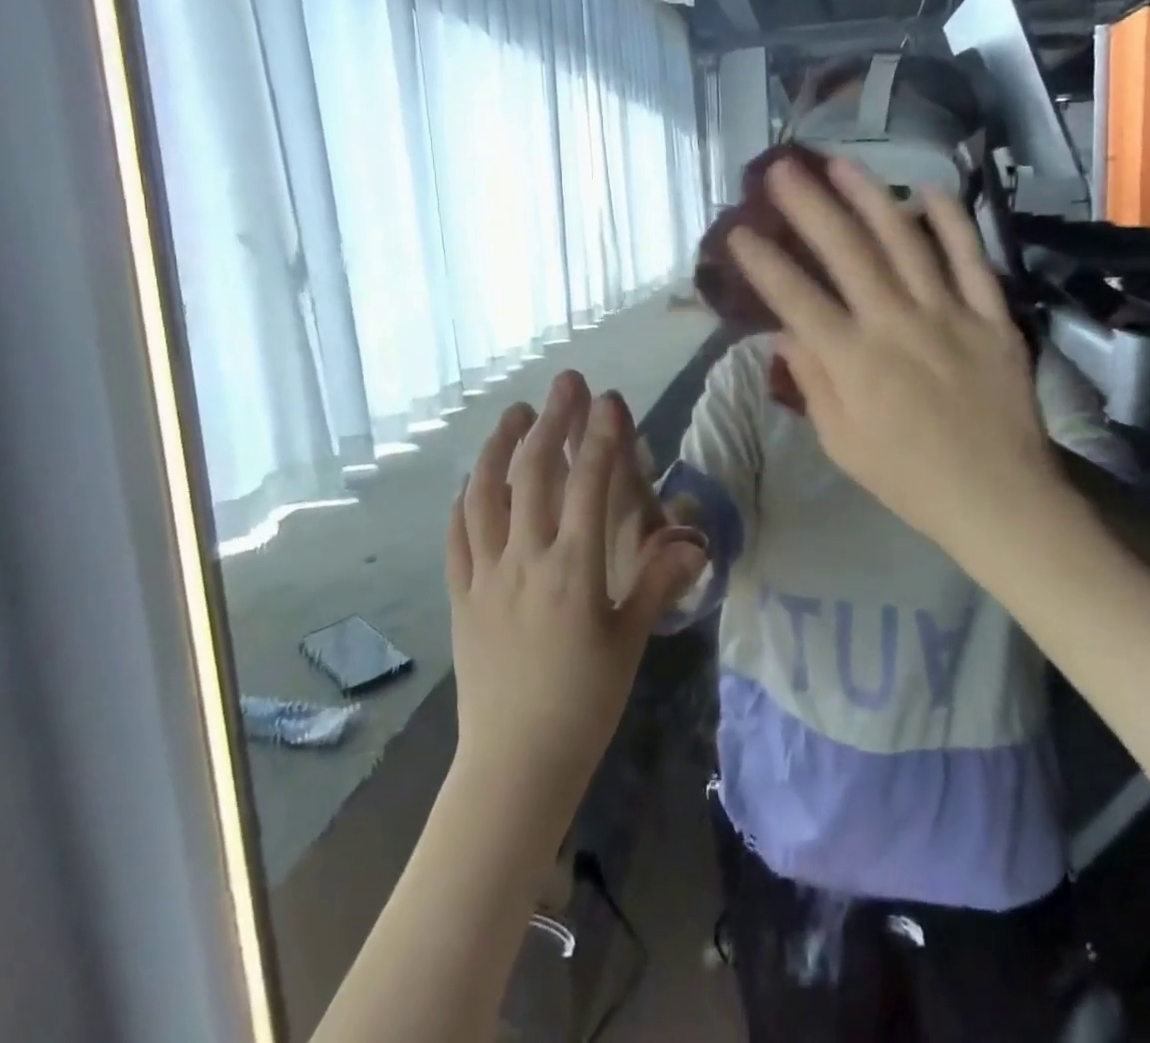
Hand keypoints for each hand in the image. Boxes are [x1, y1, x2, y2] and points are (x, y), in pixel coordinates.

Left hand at [448, 372, 705, 818]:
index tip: (608, 399)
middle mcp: (526, 559)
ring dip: (499, 446)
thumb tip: (692, 540)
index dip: (600, 436)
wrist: (515, 763)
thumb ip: (657, 582)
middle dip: (552, 421)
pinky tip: (471, 480)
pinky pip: (457, 535)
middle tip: (565, 384)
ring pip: (486, 494)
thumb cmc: (584, 703)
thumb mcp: (631, 642)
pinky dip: (464, 499)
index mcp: (574, 568)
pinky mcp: (460, 595)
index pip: (588, 484)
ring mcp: (486, 574)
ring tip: (515, 413)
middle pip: (535, 473)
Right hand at [726, 157, 1068, 559]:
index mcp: (854, 363)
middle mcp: (896, 325)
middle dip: (808, 206)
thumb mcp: (842, 443)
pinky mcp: (992, 316)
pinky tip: (929, 189)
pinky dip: (951, 222)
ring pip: (905, 242)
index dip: (763, 262)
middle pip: (846, 252)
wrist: (998, 499)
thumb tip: (785, 332)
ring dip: (870, 197)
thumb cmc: (909, 479)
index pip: (796, 299)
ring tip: (841, 163)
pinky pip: (972, 259)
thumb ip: (812, 382)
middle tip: (782, 169)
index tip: (738, 231)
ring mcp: (949, 314)